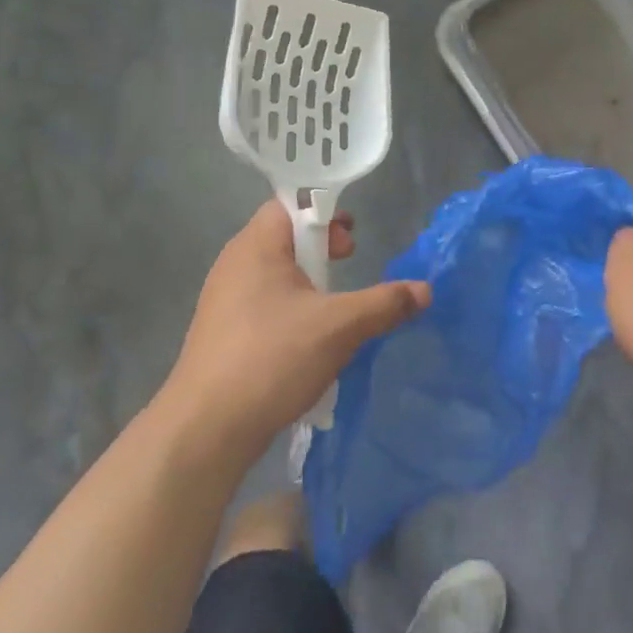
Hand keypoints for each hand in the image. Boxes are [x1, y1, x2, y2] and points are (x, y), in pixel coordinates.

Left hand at [163, 201, 429, 458]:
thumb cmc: (273, 358)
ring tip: (335, 305)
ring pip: (275, 275)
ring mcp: (224, 301)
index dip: (325, 212)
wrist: (207, 428)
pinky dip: (292, 309)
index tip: (352, 237)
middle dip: (321, 247)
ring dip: (309, 282)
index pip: (289, 205)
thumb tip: (425, 290)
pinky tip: (309, 340)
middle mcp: (234, 265)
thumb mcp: (340, 326)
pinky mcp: (223, 333)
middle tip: (349, 261)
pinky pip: (264, 305)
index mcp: (256, 247)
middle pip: (283, 238)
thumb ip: (385, 303)